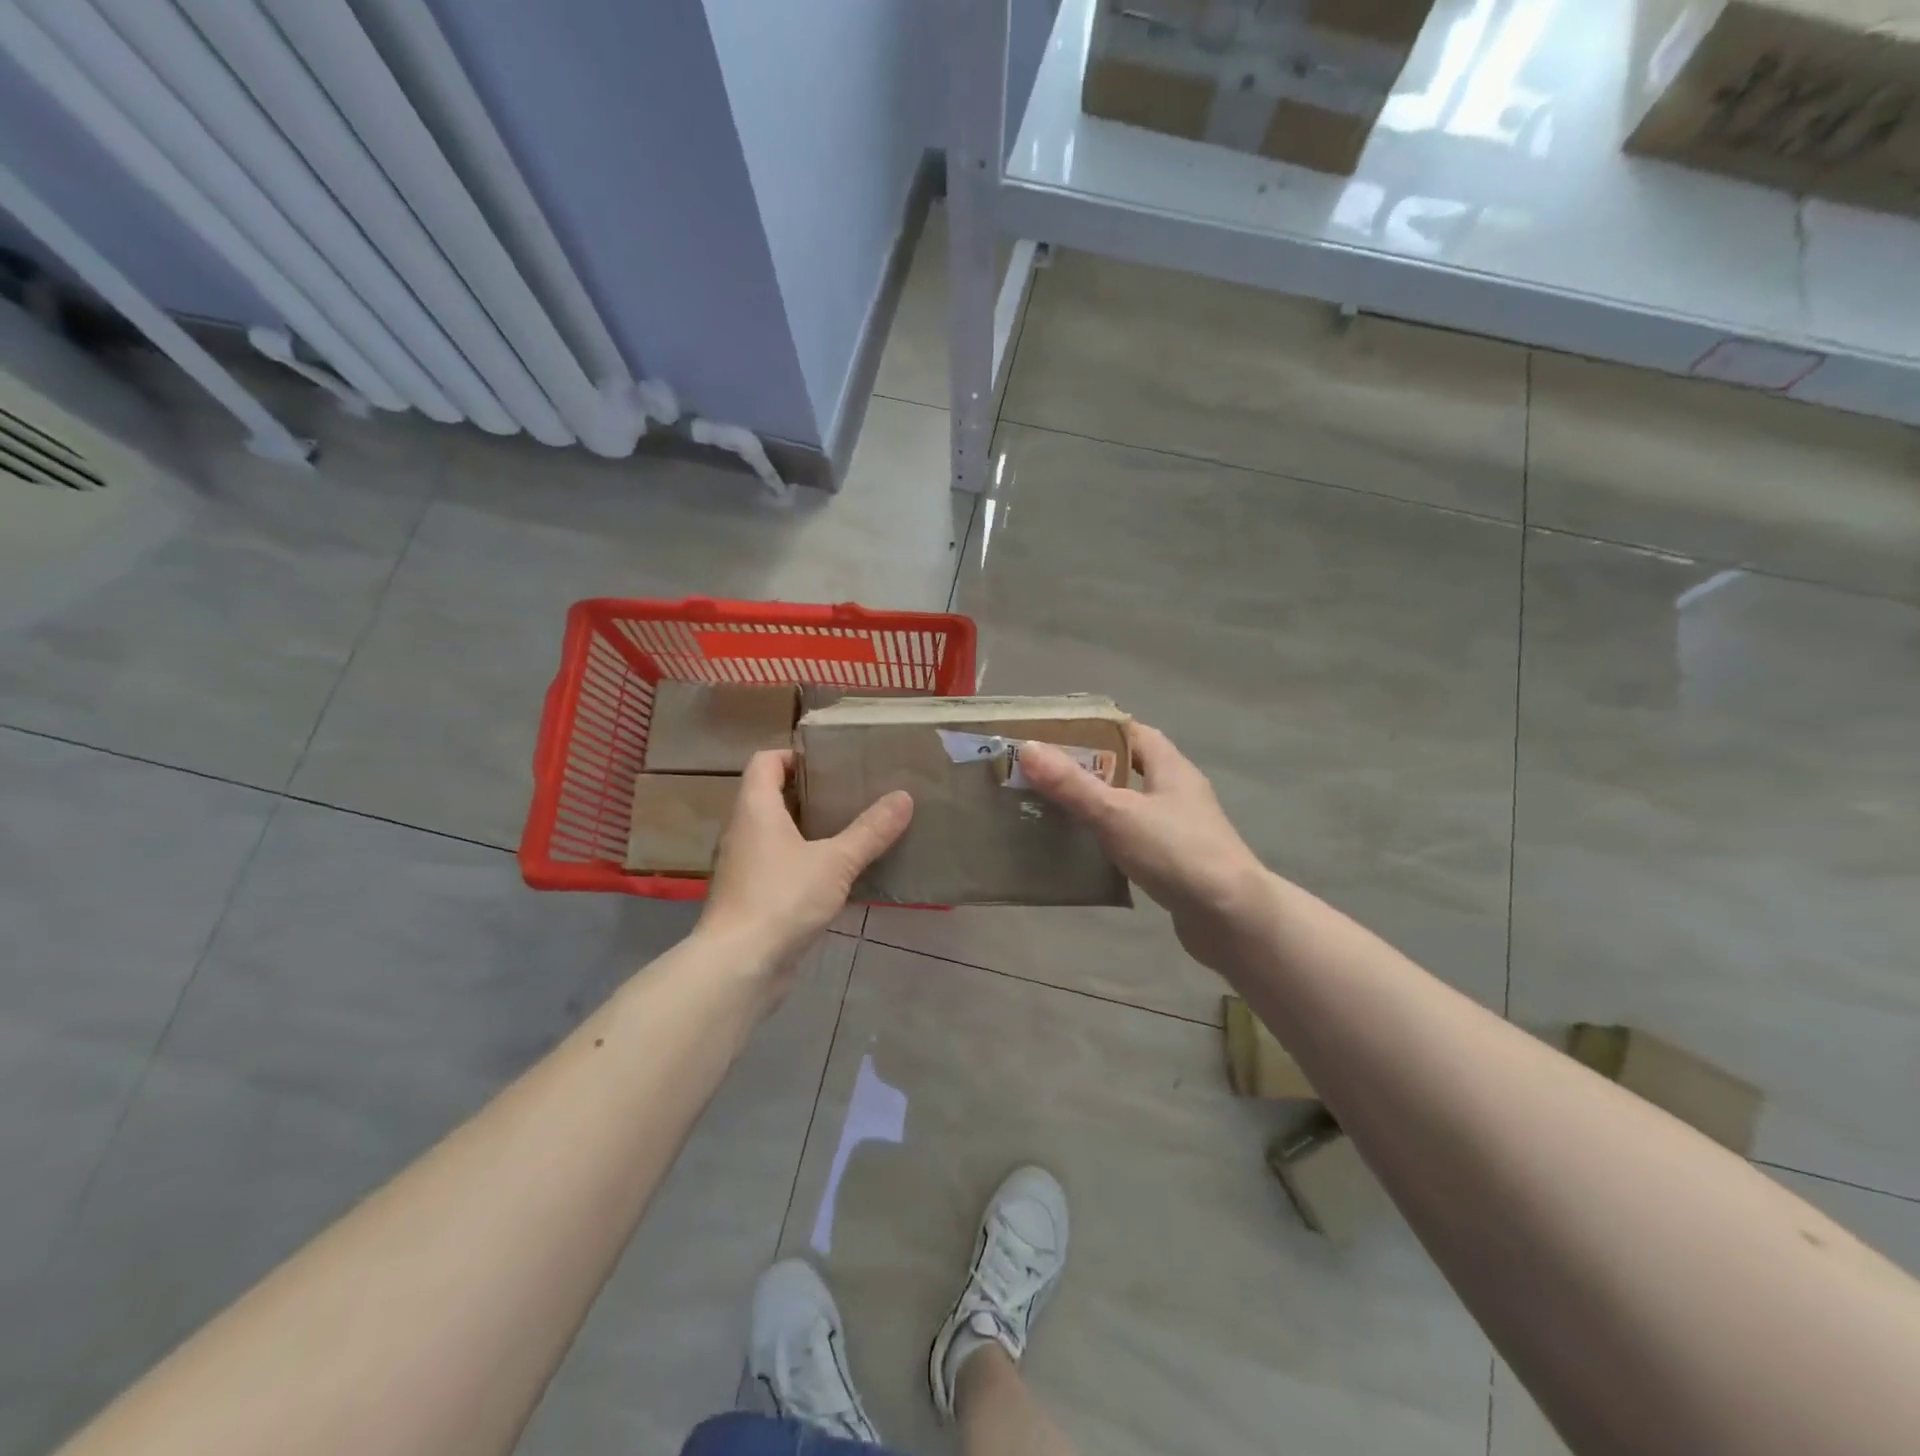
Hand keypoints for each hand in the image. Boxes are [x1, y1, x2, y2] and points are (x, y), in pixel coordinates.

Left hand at [700, 749, 911, 975]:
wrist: (739, 967)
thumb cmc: (782, 898)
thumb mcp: (835, 862)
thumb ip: (870, 830)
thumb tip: (904, 796)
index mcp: (755, 809)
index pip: (765, 761)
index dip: (794, 755)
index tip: (831, 762)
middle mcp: (742, 831)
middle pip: (772, 796)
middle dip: (810, 793)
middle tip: (852, 793)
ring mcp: (743, 866)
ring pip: (776, 834)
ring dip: (809, 829)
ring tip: (851, 829)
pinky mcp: (751, 897)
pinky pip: (779, 865)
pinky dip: (804, 861)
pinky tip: (836, 874)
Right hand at [1019, 723, 1269, 970]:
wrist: (1231, 918)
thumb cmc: (1175, 852)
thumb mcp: (1116, 813)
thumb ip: (1072, 784)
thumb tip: (1028, 747)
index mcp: (1171, 768)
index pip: (1134, 732)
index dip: (1098, 729)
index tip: (1058, 735)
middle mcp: (1179, 792)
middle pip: (1130, 769)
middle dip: (1090, 769)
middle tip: (1045, 775)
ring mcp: (1181, 829)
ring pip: (1132, 806)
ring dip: (1099, 806)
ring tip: (1055, 811)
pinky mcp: (1177, 862)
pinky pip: (1136, 839)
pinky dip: (1111, 840)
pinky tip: (1084, 852)